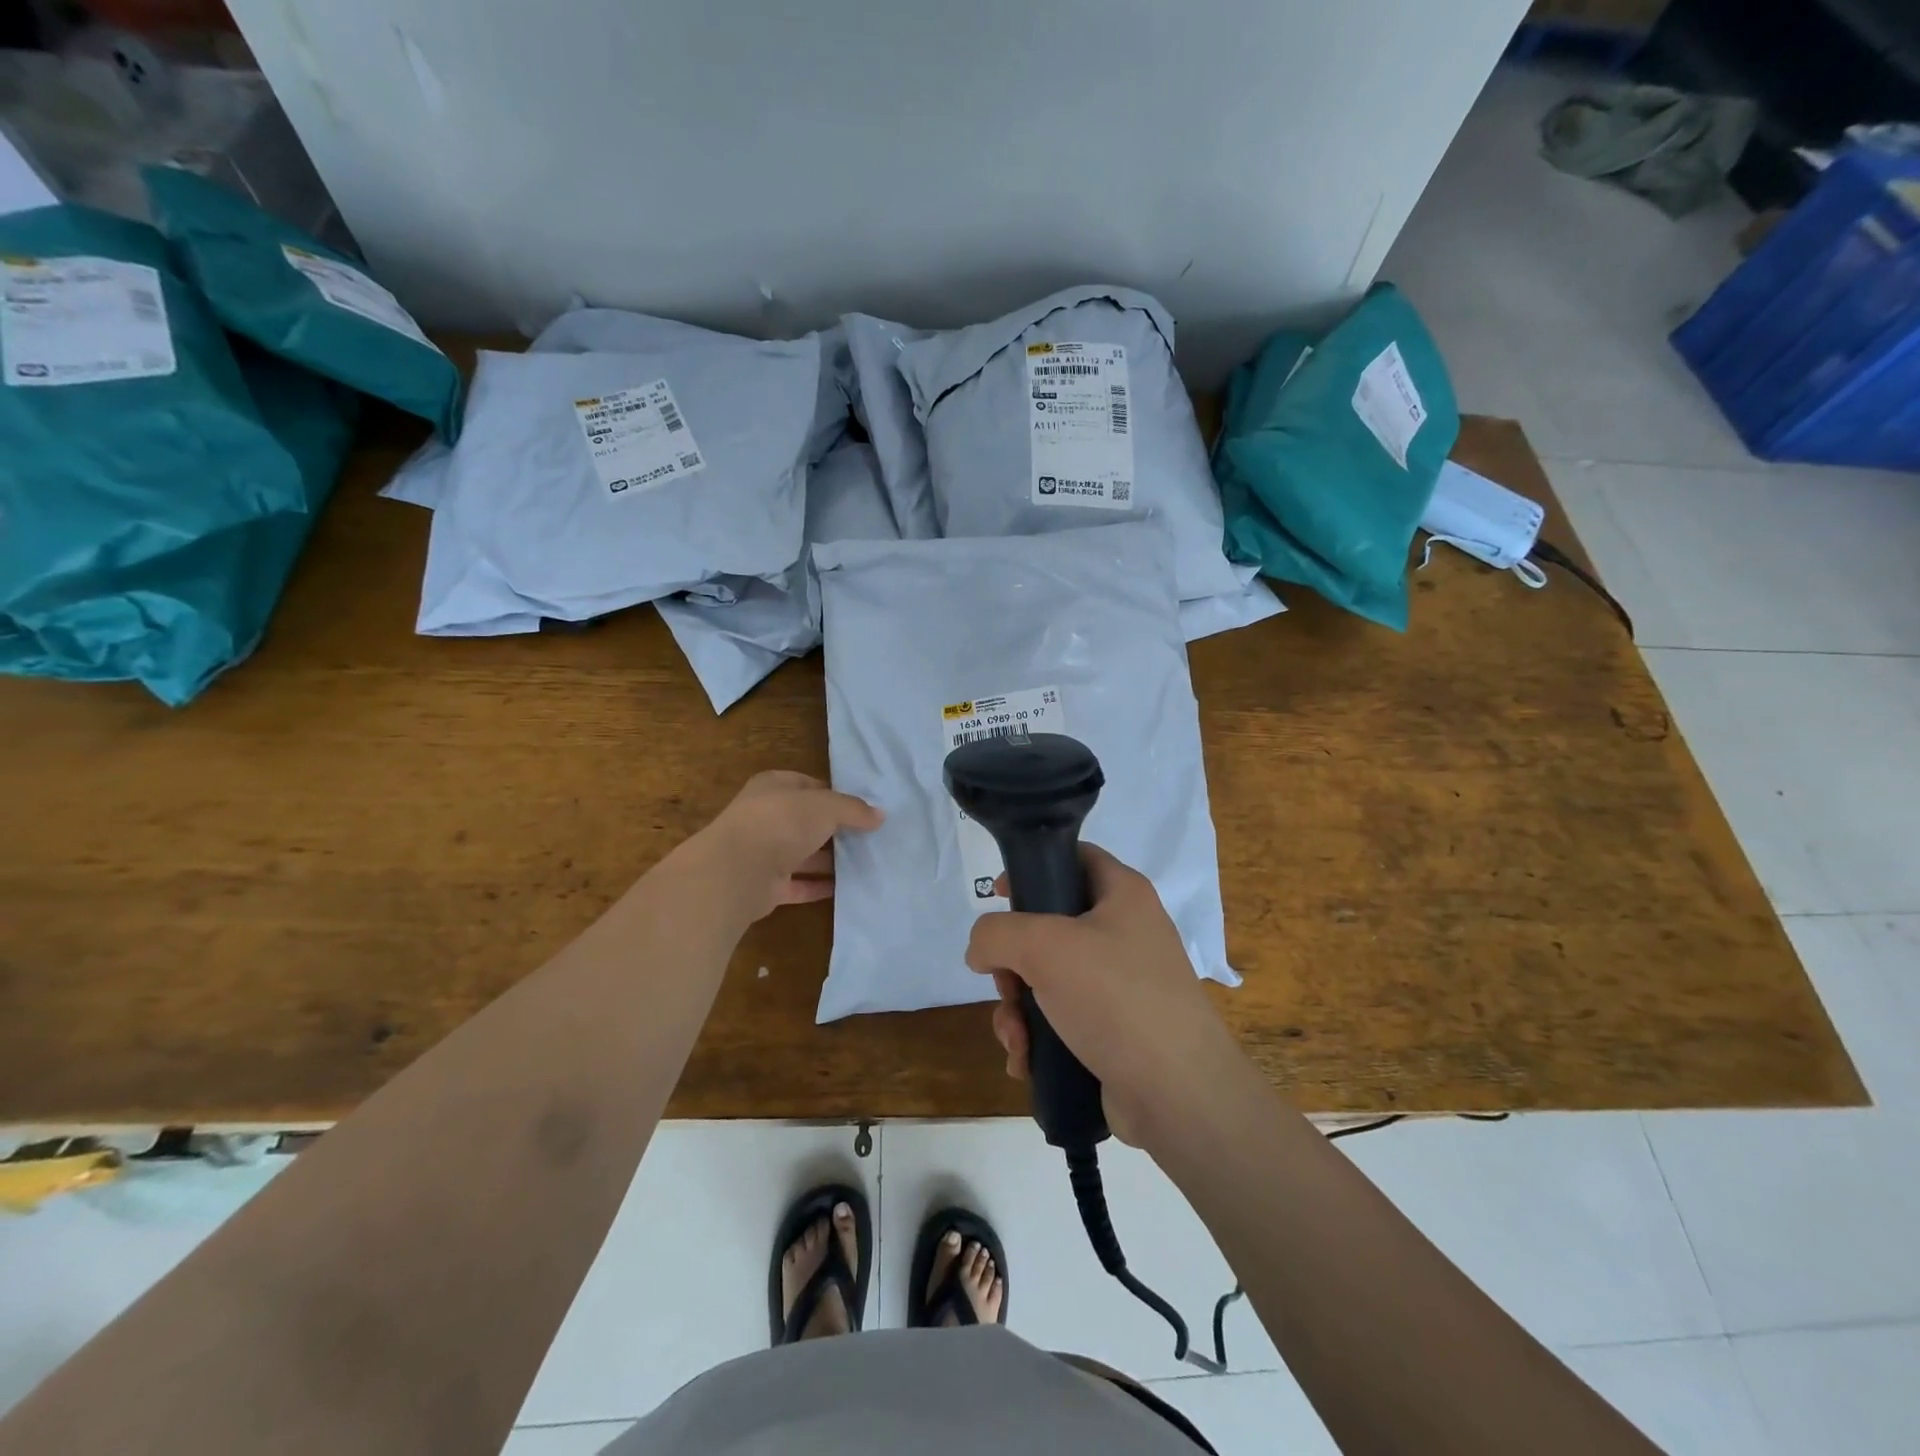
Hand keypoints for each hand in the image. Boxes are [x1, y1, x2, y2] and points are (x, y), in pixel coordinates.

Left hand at [690, 771, 883, 920]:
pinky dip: (819, 886)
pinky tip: (846, 888)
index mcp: (773, 787)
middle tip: (869, 836)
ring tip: (865, 863)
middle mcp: (766, 817)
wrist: (737, 871)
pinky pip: (799, 884)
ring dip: (830, 859)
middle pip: (807, 821)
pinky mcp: (767, 885)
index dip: (835, 794)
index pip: (808, 785)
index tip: (862, 807)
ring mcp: (764, 853)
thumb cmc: (781, 823)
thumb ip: (853, 810)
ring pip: (803, 854)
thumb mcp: (826, 807)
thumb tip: (880, 816)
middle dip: (835, 829)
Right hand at [965, 843, 1247, 1147]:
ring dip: (1017, 1008)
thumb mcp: (1044, 947)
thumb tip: (982, 952)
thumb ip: (996, 933)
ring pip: (1047, 978)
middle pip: (1048, 925)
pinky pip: (1061, 1018)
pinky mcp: (1115, 1029)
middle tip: (1006, 986)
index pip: (1074, 857)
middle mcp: (1126, 932)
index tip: (997, 896)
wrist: (1177, 1094)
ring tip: (1017, 1038)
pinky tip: (1027, 1060)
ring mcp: (1122, 984)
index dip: (1033, 867)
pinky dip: (1037, 1036)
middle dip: (1012, 962)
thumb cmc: (1115, 999)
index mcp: (1123, 894)